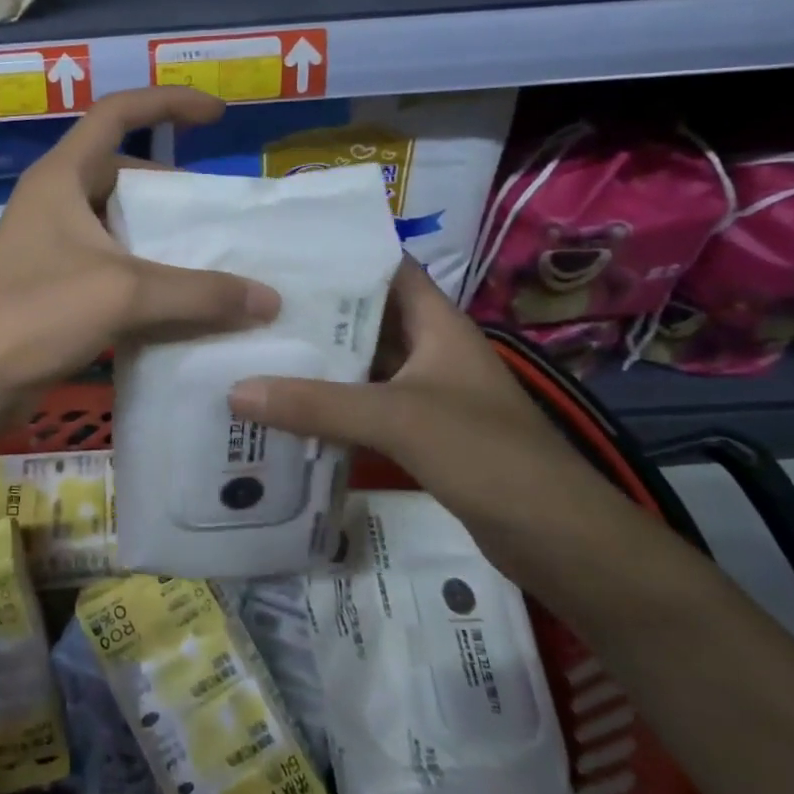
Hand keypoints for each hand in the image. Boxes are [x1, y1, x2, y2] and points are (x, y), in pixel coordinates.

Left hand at [0, 87, 280, 400]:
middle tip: (216, 212)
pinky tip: (177, 300)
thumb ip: (200, 293)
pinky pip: (111, 263)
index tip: (216, 115)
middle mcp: (55, 200)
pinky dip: (144, 273)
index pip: (117, 112)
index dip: (168, 102)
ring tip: (209, 256)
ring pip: (118, 223)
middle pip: (122, 172)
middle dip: (171, 187)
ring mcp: (51, 243)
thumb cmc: (39, 313)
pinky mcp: (54, 283)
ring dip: (160, 236)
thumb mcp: (125, 294)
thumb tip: (269, 299)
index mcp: (62, 176)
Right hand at [226, 257, 624, 549]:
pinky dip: (331, 406)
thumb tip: (235, 389)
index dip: (342, 254)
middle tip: (250, 305)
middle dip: (314, 312)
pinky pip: (366, 407)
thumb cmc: (487, 455)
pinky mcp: (421, 435)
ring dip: (318, 362)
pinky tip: (287, 408)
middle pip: (366, 318)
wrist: (558, 540)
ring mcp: (427, 394)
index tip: (282, 253)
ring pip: (363, 366)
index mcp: (438, 324)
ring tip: (256, 349)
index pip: (388, 268)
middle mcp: (431, 350)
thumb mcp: (397, 419)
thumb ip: (317, 404)